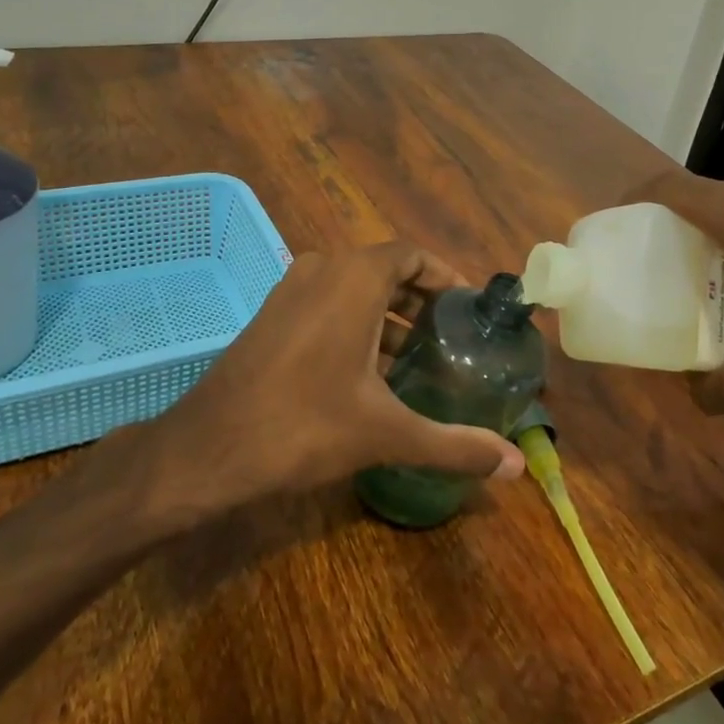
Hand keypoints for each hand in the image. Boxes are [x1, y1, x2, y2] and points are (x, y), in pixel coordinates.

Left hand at [153, 242, 526, 511]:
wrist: (208, 448)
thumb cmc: (304, 425)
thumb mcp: (386, 433)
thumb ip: (454, 444)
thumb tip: (516, 468)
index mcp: (353, 278)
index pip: (411, 254)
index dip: (444, 275)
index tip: (468, 307)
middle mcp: (321, 270)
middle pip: (383, 269)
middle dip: (419, 299)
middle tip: (450, 335)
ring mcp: (290, 291)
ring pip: (351, 288)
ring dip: (386, 315)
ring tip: (416, 357)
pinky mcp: (270, 316)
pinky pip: (325, 304)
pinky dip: (354, 324)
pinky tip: (368, 373)